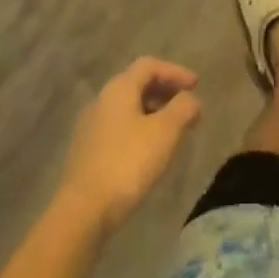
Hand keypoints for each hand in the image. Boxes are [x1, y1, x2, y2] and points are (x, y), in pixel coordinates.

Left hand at [58, 57, 202, 235]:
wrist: (82, 211)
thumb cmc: (127, 163)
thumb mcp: (165, 133)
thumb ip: (182, 109)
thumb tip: (191, 99)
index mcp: (119, 88)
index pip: (150, 65)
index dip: (175, 71)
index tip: (196, 85)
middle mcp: (102, 99)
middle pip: (137, 84)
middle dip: (165, 91)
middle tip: (186, 105)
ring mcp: (91, 126)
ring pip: (127, 107)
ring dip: (153, 111)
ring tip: (172, 130)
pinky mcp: (87, 151)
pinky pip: (119, 127)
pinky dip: (139, 128)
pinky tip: (148, 151)